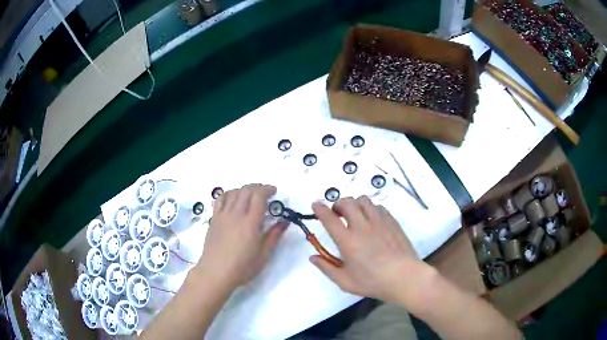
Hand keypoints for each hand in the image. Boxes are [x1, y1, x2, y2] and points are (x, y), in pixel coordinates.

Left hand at [196, 184, 286, 289]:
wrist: (215, 272)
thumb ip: (274, 236)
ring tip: (251, 194)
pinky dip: (229, 194)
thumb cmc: (242, 267)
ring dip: (244, 189)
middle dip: (258, 187)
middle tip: (265, 192)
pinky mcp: (214, 219)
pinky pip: (221, 199)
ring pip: (233, 192)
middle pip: (246, 190)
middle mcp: (236, 214)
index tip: (274, 191)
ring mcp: (222, 215)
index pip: (258, 196)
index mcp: (250, 223)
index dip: (267, 189)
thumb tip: (284, 222)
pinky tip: (233, 198)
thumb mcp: (263, 255)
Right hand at [311, 196, 428, 302]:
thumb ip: (327, 268)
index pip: (329, 218)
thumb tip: (313, 257)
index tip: (316, 205)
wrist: (404, 277)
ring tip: (355, 215)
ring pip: (364, 200)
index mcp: (348, 241)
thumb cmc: (373, 282)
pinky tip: (371, 221)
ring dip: (355, 204)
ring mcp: (379, 221)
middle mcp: (362, 226)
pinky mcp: (392, 221)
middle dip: (338, 204)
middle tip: (337, 214)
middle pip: (347, 202)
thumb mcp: (345, 281)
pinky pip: (378, 206)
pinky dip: (370, 209)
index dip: (320, 209)